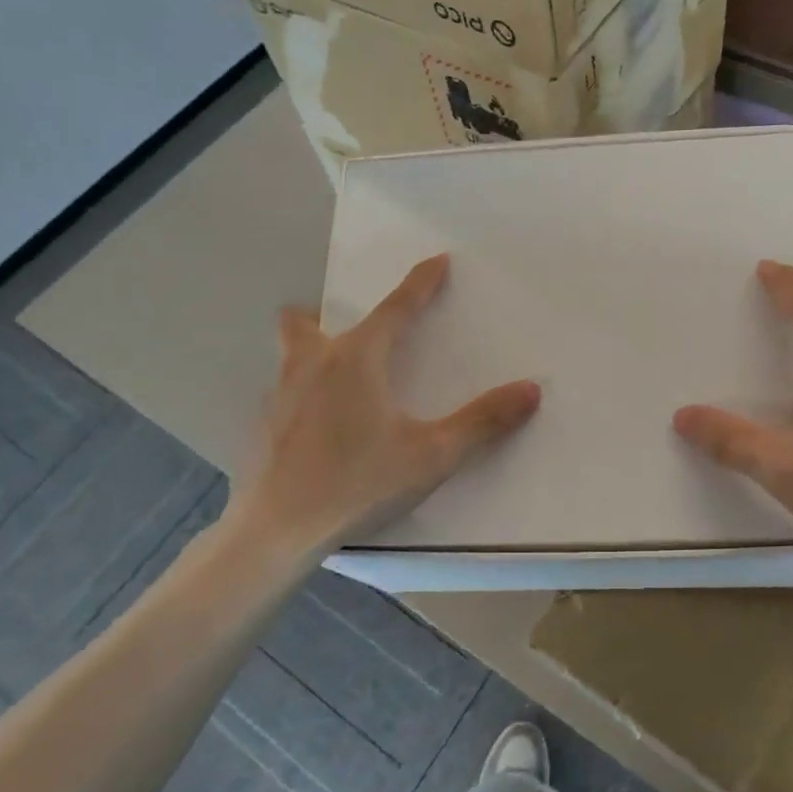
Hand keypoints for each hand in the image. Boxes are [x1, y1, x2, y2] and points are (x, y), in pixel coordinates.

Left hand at [230, 255, 540, 555]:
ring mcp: (278, 395)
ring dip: (308, 353)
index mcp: (356, 360)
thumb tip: (531, 389)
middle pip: (304, 321)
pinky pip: (280, 394)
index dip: (420, 283)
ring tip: (335, 382)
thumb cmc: (359, 483)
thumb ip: (482, 421)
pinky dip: (299, 395)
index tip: (437, 260)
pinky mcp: (261, 427)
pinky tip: (315, 431)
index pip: (396, 309)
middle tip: (349, 336)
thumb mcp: (431, 454)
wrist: (279, 531)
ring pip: (287, 355)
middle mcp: (311, 365)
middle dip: (323, 314)